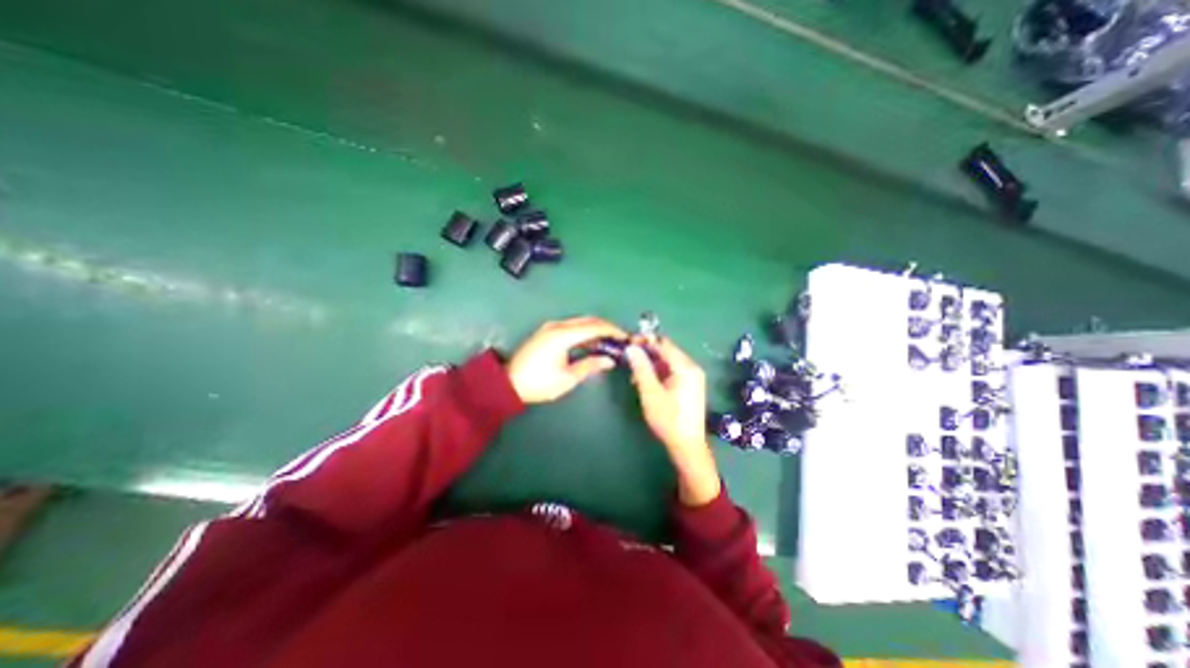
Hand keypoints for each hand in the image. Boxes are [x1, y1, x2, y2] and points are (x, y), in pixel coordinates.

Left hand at [506, 317, 627, 404]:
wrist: (508, 383)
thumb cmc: (539, 383)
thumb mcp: (568, 378)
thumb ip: (590, 366)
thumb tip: (609, 360)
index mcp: (563, 335)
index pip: (594, 326)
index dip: (612, 330)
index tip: (625, 337)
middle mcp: (557, 326)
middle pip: (588, 320)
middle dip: (606, 328)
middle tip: (619, 340)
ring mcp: (551, 327)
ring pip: (580, 322)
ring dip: (595, 330)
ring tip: (608, 343)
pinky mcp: (547, 332)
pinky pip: (572, 327)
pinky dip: (584, 332)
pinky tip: (591, 343)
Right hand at [626, 339, 720, 506]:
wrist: (687, 445)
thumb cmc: (668, 419)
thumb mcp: (650, 393)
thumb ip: (641, 368)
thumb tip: (631, 348)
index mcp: (685, 367)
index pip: (664, 344)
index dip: (645, 341)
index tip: (628, 343)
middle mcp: (692, 367)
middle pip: (667, 351)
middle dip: (646, 353)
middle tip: (628, 359)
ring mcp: (693, 377)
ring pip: (668, 361)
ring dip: (651, 364)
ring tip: (634, 374)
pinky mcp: (690, 385)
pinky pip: (672, 371)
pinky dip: (658, 373)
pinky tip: (645, 382)